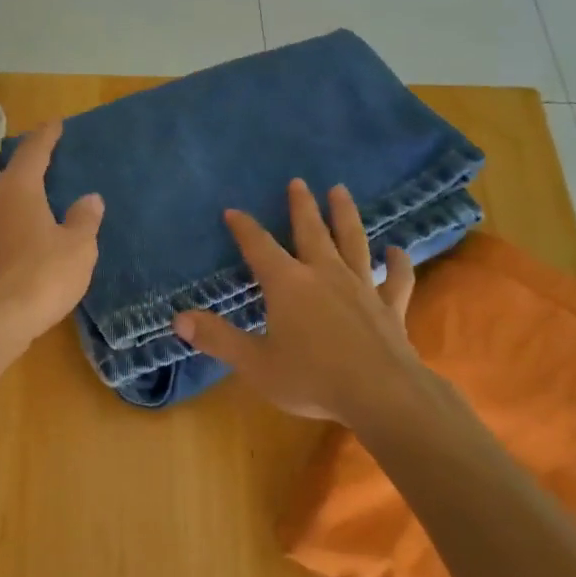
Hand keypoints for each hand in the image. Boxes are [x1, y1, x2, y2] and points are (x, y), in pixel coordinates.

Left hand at [0, 119, 102, 352]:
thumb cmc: (41, 277)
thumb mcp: (78, 247)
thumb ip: (85, 219)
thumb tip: (90, 198)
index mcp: (18, 188)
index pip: (34, 151)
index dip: (47, 136)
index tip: (56, 123)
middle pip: (13, 175)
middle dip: (32, 168)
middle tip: (52, 165)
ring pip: (2, 202)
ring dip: (20, 199)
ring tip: (41, 202)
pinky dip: (13, 225)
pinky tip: (25, 238)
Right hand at [173, 179, 415, 425]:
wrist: (381, 394)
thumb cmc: (311, 378)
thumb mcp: (255, 363)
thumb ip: (218, 338)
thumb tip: (178, 319)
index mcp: (288, 285)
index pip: (259, 247)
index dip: (244, 228)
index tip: (233, 210)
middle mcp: (324, 275)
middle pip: (311, 232)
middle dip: (301, 206)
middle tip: (298, 182)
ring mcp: (362, 287)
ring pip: (353, 242)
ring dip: (345, 215)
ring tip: (340, 191)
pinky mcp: (389, 307)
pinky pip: (396, 278)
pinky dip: (397, 263)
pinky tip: (397, 250)